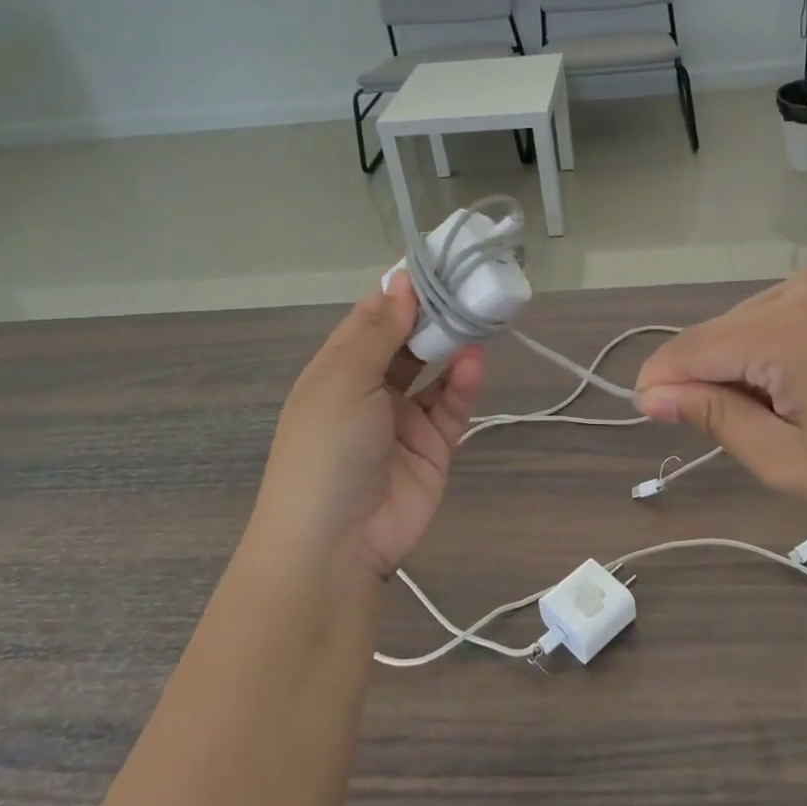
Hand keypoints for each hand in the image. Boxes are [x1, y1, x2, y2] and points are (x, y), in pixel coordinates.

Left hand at [253, 273, 483, 580]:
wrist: (335, 545)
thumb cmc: (326, 448)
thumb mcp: (345, 380)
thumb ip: (380, 331)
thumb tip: (400, 280)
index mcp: (337, 368)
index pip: (373, 316)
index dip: (402, 289)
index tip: (436, 260)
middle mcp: (370, 388)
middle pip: (408, 339)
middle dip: (435, 313)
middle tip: (471, 282)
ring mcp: (402, 418)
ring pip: (434, 370)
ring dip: (452, 344)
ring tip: (480, 316)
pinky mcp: (432, 447)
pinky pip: (451, 406)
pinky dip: (462, 383)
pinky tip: (474, 361)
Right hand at [633, 265, 806, 537]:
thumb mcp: (788, 460)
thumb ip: (713, 418)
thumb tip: (650, 395)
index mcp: (785, 330)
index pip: (691, 347)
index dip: (661, 380)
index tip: (649, 413)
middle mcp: (802, 287)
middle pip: (720, 332)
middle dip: (713, 377)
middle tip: (752, 433)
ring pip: (752, 320)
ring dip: (747, 362)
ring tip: (791, 411)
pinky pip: (788, 311)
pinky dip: (779, 345)